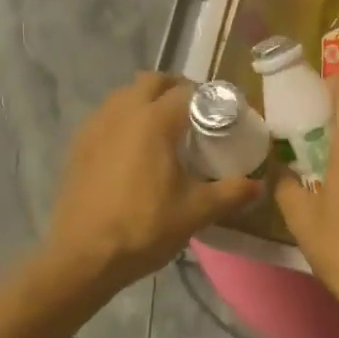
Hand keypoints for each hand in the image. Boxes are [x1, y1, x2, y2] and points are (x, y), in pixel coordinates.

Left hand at [44, 73, 260, 290]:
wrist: (83, 256)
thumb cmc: (144, 227)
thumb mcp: (196, 212)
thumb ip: (231, 193)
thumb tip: (260, 184)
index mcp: (154, 121)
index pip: (187, 91)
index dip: (209, 97)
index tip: (223, 113)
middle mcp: (123, 112)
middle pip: (152, 81)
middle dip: (175, 88)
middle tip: (194, 113)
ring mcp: (96, 126)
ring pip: (125, 94)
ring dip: (146, 99)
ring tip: (163, 127)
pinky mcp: (79, 144)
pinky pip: (106, 115)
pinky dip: (123, 118)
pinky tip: (132, 148)